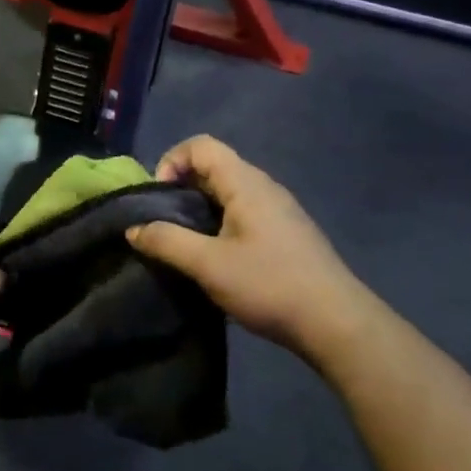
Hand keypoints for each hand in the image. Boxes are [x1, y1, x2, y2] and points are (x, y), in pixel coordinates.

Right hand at [126, 136, 383, 369]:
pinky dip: (220, 224)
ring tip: (186, 244)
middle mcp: (264, 187)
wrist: (337, 324)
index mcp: (246, 183)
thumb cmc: (269, 285)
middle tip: (165, 225)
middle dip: (181, 189)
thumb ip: (166, 242)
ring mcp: (279, 210)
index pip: (201, 146)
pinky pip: (243, 213)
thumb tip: (132, 228)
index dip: (171, 162)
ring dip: (200, 209)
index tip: (159, 199)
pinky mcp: (286, 233)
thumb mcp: (208, 265)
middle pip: (213, 167)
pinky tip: (217, 259)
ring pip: (228, 192)